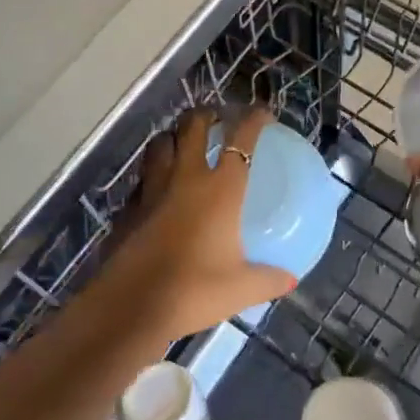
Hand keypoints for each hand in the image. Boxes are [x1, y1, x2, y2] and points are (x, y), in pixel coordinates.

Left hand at [89, 107, 295, 342]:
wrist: (132, 307)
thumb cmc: (194, 291)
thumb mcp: (241, 289)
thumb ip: (268, 280)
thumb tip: (290, 280)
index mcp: (220, 190)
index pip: (241, 140)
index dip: (253, 119)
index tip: (263, 113)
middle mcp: (186, 179)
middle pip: (193, 127)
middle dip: (206, 114)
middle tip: (216, 119)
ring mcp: (152, 190)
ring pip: (160, 144)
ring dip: (173, 136)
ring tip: (183, 143)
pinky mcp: (129, 208)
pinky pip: (142, 178)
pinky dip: (152, 173)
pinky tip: (157, 188)